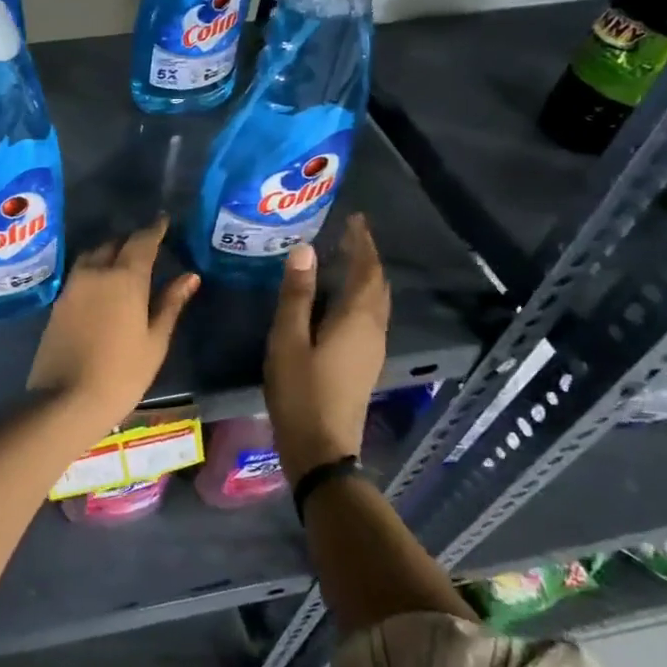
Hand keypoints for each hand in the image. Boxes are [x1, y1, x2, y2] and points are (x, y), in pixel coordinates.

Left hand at [27, 218, 199, 435]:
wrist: (66, 399)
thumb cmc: (122, 373)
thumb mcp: (154, 340)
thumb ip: (170, 303)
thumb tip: (189, 276)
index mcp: (124, 278)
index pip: (142, 241)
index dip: (155, 229)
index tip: (164, 220)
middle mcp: (95, 272)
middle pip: (115, 244)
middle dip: (132, 240)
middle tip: (149, 244)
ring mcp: (72, 286)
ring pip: (93, 255)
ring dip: (110, 252)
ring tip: (125, 261)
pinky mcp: (59, 302)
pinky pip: (80, 273)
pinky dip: (95, 269)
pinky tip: (104, 283)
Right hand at [264, 216, 390, 480]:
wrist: (321, 447)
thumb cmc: (300, 391)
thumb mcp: (288, 340)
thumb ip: (295, 296)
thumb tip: (304, 250)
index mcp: (356, 320)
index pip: (366, 271)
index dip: (362, 244)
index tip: (355, 219)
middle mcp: (373, 330)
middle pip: (377, 286)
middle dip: (366, 258)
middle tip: (348, 235)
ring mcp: (372, 350)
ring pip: (377, 303)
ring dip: (365, 278)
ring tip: (344, 260)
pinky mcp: (364, 364)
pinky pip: (370, 318)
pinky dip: (360, 298)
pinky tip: (339, 301)